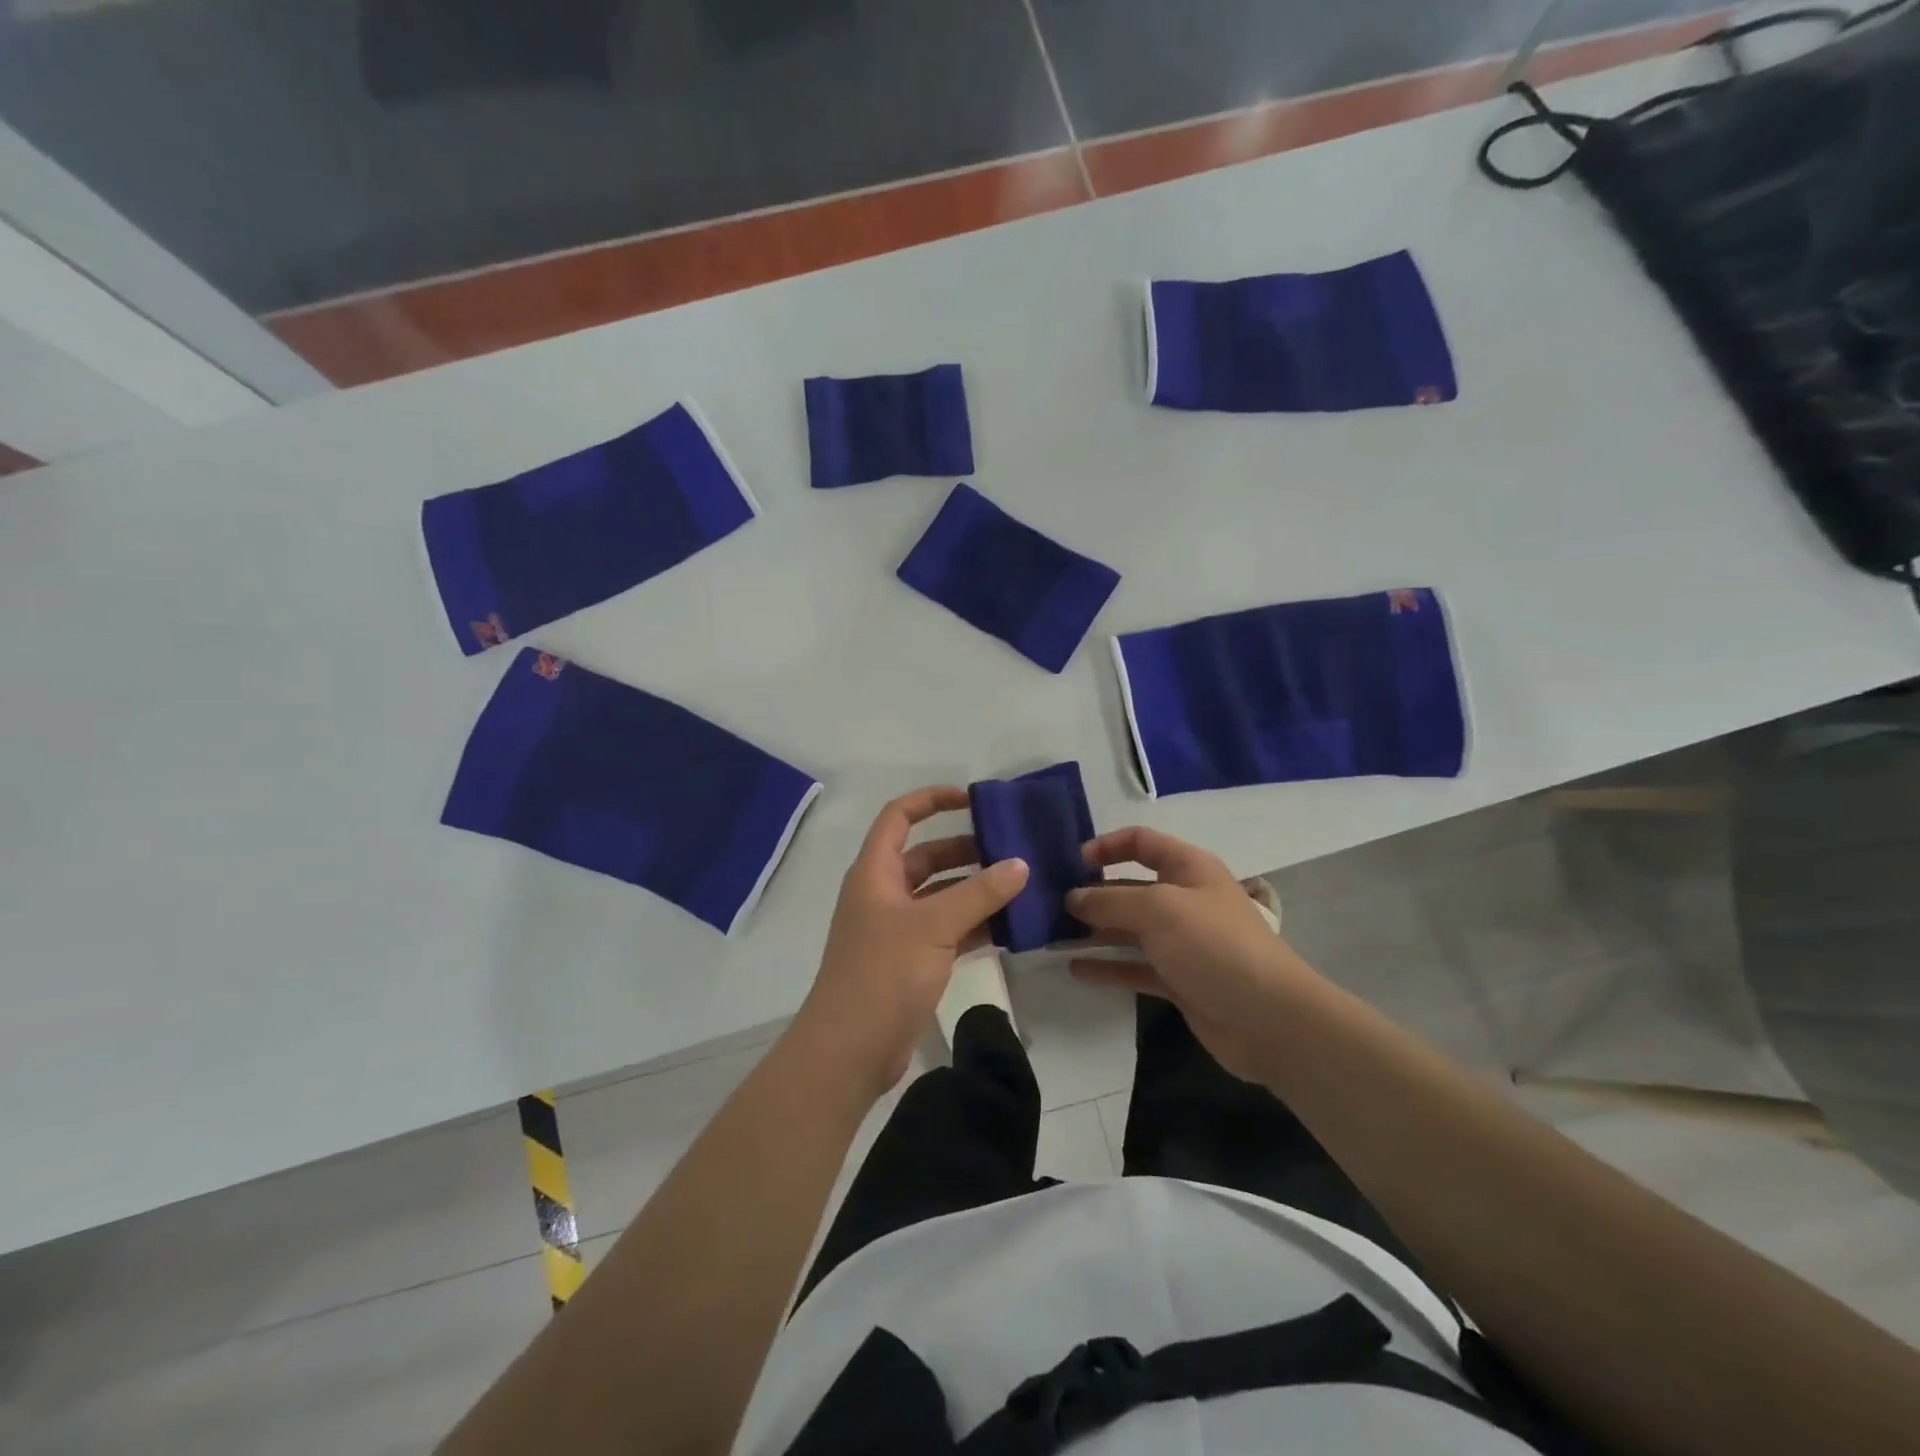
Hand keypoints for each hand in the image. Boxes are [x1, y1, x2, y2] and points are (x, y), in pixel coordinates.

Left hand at [797, 787, 1028, 1098]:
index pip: (899, 817)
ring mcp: (897, 929)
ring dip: (975, 889)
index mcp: (875, 872)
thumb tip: (1020, 864)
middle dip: (966, 849)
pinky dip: (974, 924)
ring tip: (1021, 884)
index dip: (932, 800)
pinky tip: (1010, 925)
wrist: (850, 1050)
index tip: (973, 800)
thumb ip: (979, 893)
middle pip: (926, 856)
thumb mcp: (934, 926)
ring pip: (940, 895)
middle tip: (1012, 849)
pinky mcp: (911, 960)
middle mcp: (883, 894)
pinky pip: (947, 929)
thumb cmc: (883, 974)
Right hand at [1067, 827, 1325, 1083]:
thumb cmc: (1214, 945)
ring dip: (1093, 932)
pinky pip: (1134, 966)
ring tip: (1052, 937)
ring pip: (1128, 930)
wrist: (1269, 1019)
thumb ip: (1110, 901)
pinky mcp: (1177, 980)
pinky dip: (1107, 967)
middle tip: (1050, 905)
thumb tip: (1072, 898)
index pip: (1141, 842)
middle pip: (1129, 887)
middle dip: (1092, 894)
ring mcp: (1181, 942)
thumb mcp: (1159, 909)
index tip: (1072, 862)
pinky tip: (1075, 969)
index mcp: (1188, 868)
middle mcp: (1183, 900)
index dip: (1107, 846)